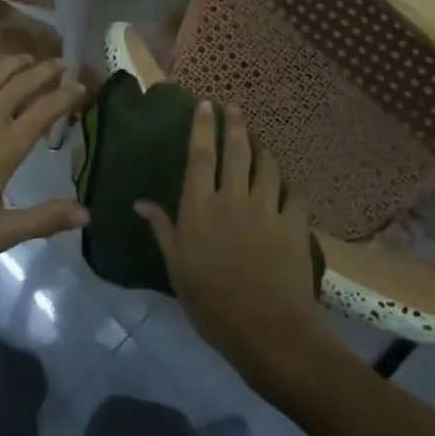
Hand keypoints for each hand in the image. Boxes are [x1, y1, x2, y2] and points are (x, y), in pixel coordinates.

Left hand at [0, 55, 89, 259]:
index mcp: (6, 146)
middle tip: (61, 64)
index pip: (45, 111)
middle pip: (22, 83)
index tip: (81, 87)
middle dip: (45, 71)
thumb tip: (86, 215)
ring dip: (14, 62)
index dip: (66, 96)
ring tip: (29, 58)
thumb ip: (44, 220)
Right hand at [137, 102, 329, 383]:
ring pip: (267, 167)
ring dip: (263, 151)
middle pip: (236, 151)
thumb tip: (139, 202)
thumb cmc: (211, 303)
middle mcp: (233, 198)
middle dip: (235, 124)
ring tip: (260, 144)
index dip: (202, 127)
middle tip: (234, 107)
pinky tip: (288, 186)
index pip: (200, 156)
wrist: (267, 331)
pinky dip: (290, 186)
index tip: (204, 104)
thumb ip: (162, 229)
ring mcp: (267, 209)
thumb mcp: (176, 267)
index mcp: (200, 207)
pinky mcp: (295, 225)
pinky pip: (295, 195)